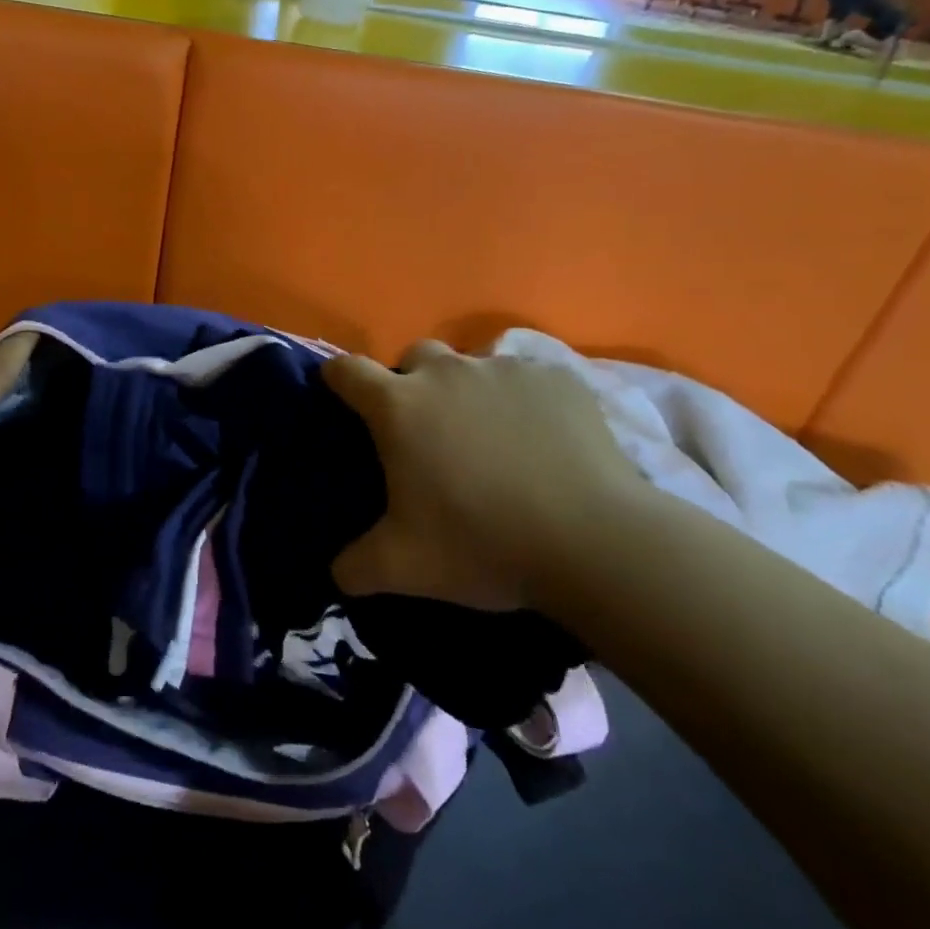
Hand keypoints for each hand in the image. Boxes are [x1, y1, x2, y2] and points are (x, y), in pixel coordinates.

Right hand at [322, 340, 647, 610]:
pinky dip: (523, 401)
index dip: (338, 378)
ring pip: (472, 365)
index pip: (348, 371)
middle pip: (414, 356)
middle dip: (411, 381)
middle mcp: (447, 373)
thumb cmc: (483, 544)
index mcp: (400, 406)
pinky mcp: (557, 379)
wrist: (595, 543)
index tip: (340, 393)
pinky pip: (526, 379)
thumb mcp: (404, 568)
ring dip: (468, 391)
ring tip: (490, 439)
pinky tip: (541, 441)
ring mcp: (505, 370)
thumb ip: (355, 567)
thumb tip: (335, 572)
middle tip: (427, 430)